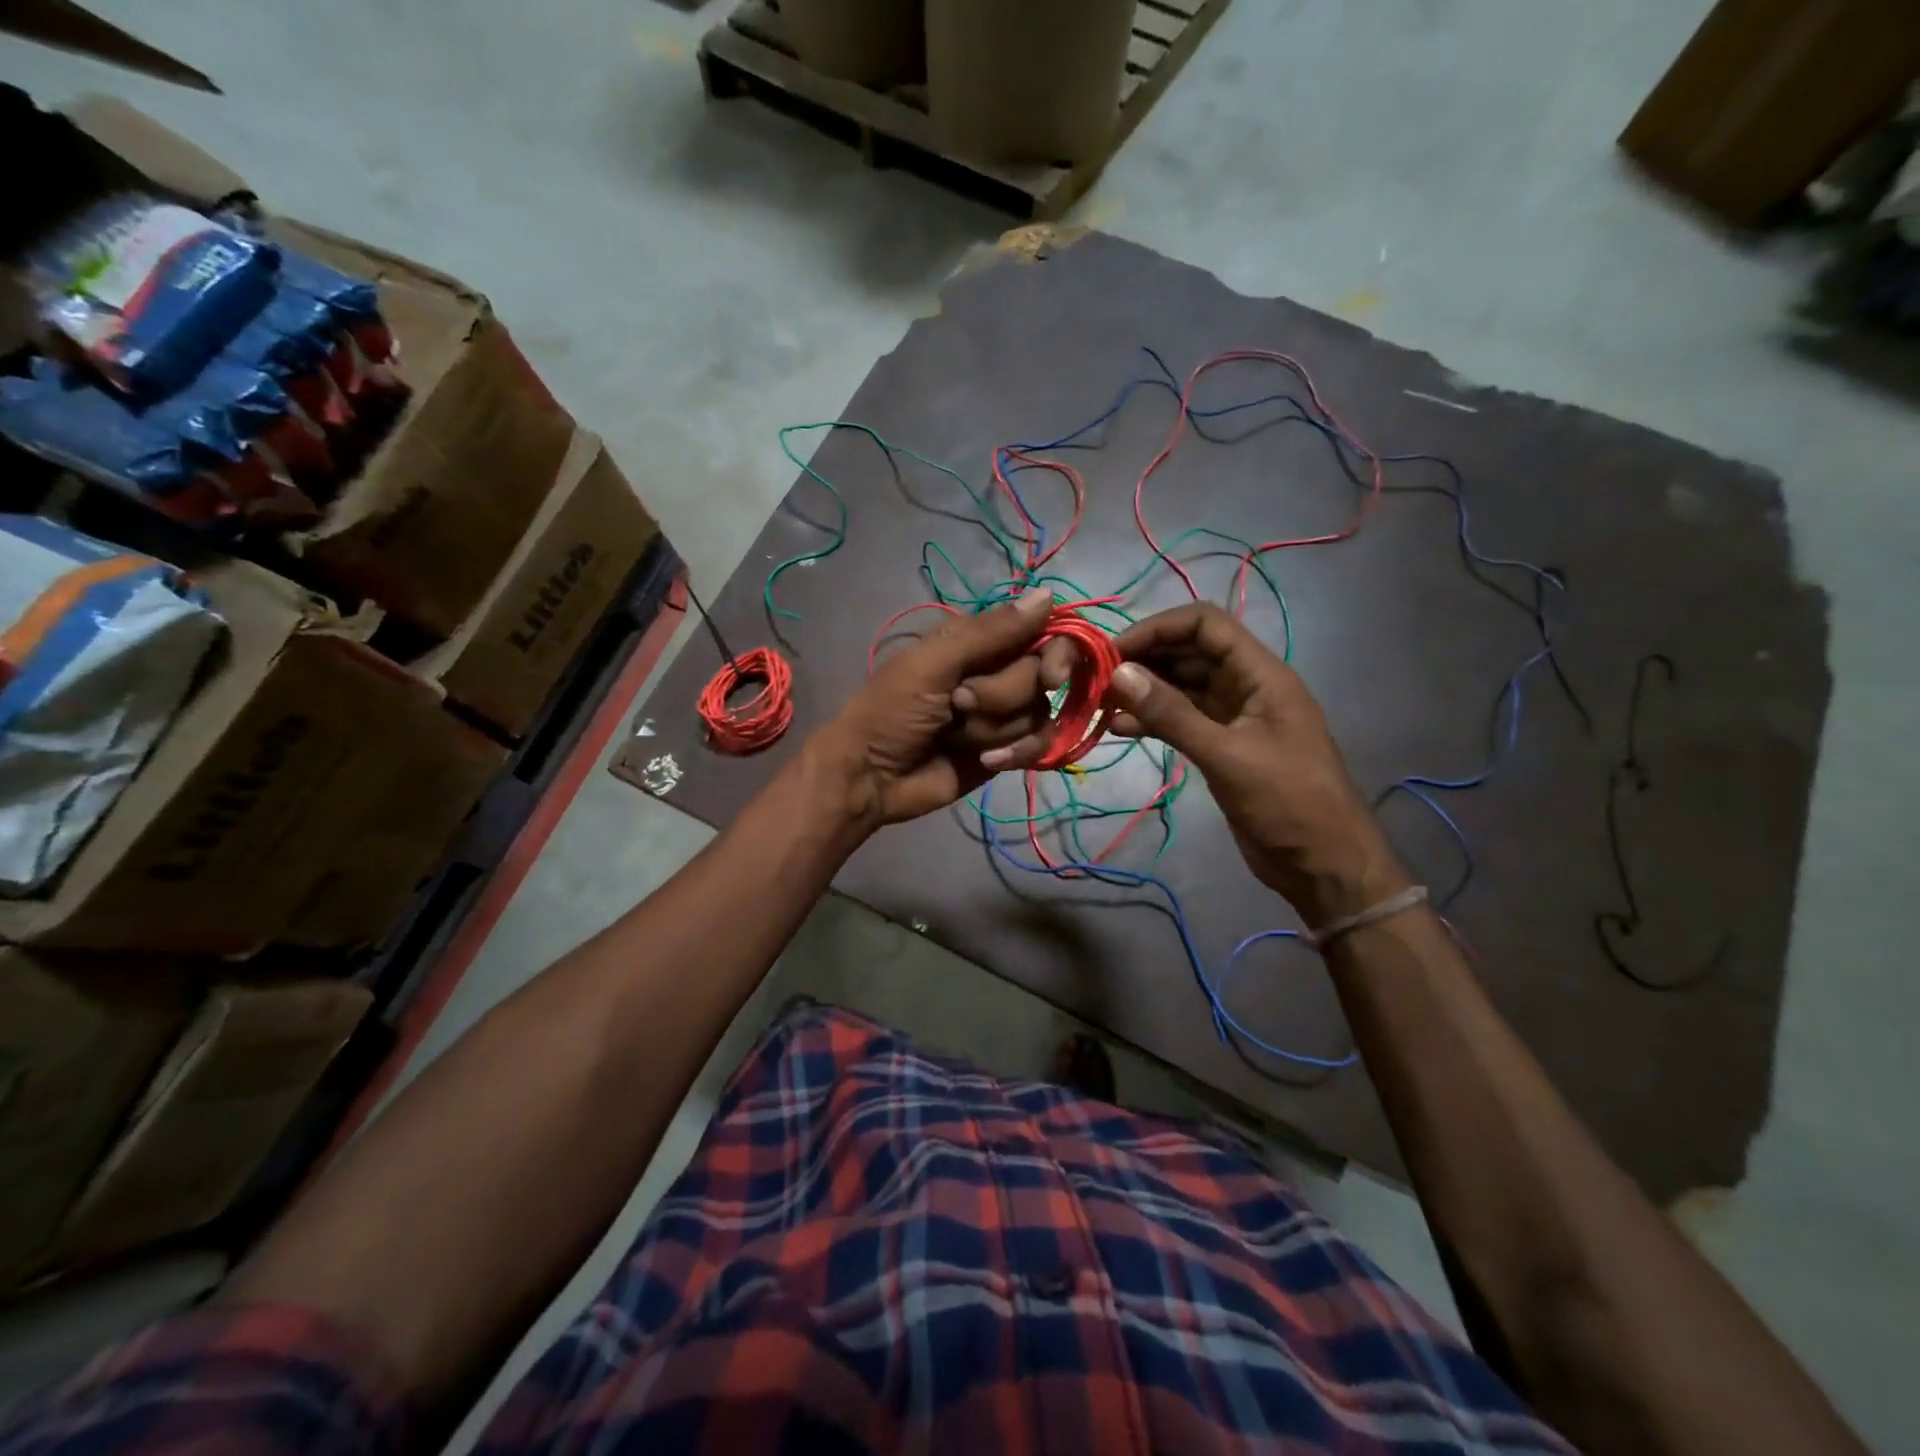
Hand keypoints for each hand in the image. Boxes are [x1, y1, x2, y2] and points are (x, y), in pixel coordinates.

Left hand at [807, 587, 1072, 829]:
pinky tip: (986, 760)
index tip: (1050, 675)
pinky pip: (1038, 745)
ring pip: (1040, 713)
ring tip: (956, 736)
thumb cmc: (891, 710)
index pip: (1043, 632)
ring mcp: (1004, 713)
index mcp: (979, 641)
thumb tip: (1048, 595)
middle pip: (1041, 677)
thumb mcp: (932, 663)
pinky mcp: (1007, 750)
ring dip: (997, 728)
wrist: (871, 777)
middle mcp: (998, 671)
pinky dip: (1015, 753)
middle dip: (1000, 696)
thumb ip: (990, 632)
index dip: (1057, 652)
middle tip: (957, 705)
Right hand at [1107, 603, 1408, 926]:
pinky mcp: (1222, 746)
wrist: (1324, 864)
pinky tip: (1118, 728)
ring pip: (1182, 687)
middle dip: (1145, 659)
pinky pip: (1181, 719)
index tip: (1114, 651)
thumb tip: (1119, 673)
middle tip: (1097, 678)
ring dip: (1144, 690)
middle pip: (1190, 652)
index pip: (1206, 625)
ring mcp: (1234, 717)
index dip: (1159, 628)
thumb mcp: (1226, 755)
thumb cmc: (1287, 803)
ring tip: (1100, 703)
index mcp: (1262, 675)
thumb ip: (1172, 714)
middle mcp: (1247, 687)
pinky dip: (1152, 720)